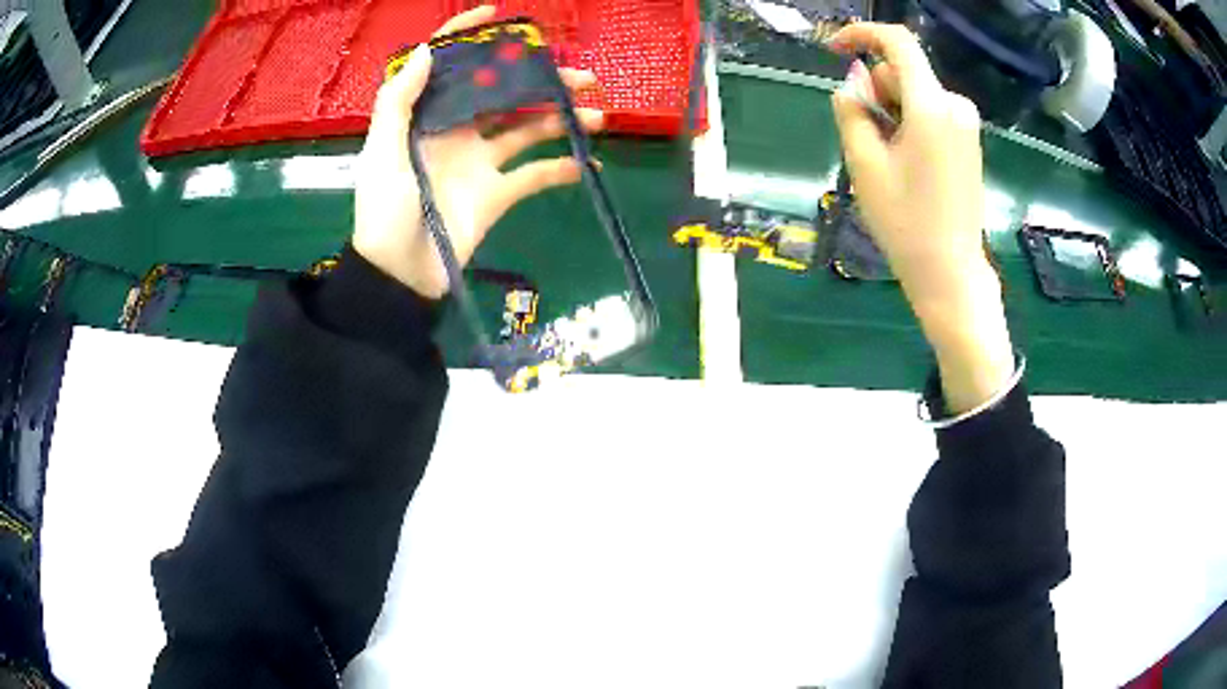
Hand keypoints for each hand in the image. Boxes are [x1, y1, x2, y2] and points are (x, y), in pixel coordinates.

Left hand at [353, 5, 604, 298]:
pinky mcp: (497, 194)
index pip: (448, 66)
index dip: (467, 36)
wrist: (399, 274)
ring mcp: (481, 161)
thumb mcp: (382, 153)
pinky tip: (588, 162)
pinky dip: (561, 170)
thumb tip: (429, 52)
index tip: (498, 15)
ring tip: (597, 113)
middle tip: (580, 74)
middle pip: (504, 94)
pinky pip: (535, 176)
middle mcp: (459, 130)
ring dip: (562, 119)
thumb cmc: (384, 211)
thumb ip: (399, 103)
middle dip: (541, 80)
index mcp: (428, 116)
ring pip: (528, 129)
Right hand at [829, 23, 1014, 413]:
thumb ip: (853, 108)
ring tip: (889, 161)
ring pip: (915, 93)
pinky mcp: (969, 139)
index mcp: (932, 106)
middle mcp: (956, 105)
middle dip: (877, 93)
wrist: (950, 272)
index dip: (861, 35)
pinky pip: (930, 111)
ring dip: (892, 112)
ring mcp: (967, 123)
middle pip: (903, 72)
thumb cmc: (905, 222)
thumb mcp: (864, 163)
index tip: (833, 50)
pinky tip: (908, 162)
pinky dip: (910, 123)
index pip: (897, 42)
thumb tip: (856, 77)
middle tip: (868, 141)